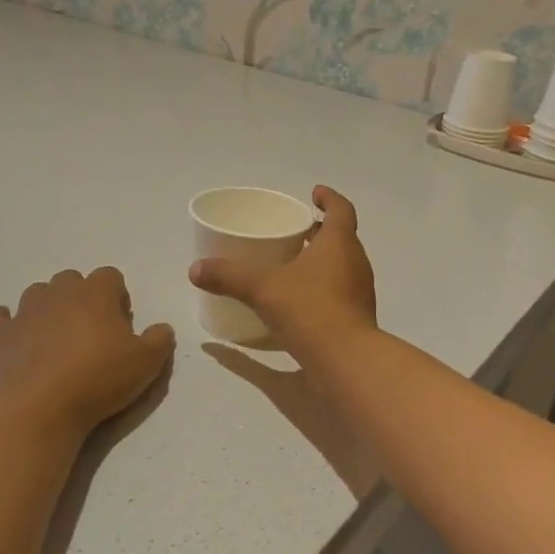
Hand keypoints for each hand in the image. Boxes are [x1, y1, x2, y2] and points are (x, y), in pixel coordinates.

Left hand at [0, 268, 174, 436]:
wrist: (40, 406)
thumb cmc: (99, 378)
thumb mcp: (147, 363)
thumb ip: (160, 339)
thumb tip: (162, 328)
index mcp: (96, 293)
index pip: (110, 276)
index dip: (117, 296)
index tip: (121, 323)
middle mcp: (58, 293)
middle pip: (71, 279)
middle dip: (82, 298)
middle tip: (92, 332)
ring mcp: (25, 311)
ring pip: (38, 294)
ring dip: (49, 308)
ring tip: (58, 338)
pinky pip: (3, 318)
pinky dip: (11, 323)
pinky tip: (20, 339)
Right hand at [189, 186, 376, 352]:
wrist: (346, 360)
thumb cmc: (310, 310)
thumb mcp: (263, 289)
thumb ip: (229, 276)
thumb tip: (195, 269)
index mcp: (339, 243)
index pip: (340, 210)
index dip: (329, 198)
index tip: (314, 193)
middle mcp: (355, 262)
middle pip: (341, 238)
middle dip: (320, 232)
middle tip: (296, 231)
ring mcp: (359, 292)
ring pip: (341, 266)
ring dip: (321, 261)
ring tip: (293, 264)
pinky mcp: (356, 318)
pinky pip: (339, 292)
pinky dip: (322, 288)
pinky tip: (299, 301)